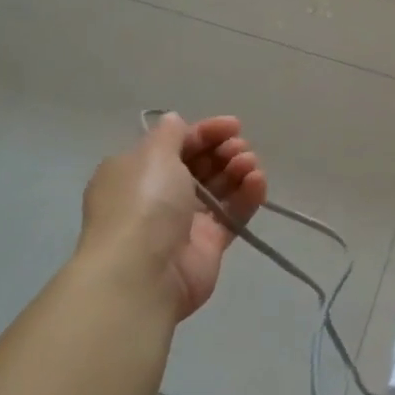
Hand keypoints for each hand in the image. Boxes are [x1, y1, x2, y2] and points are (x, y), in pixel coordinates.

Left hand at [75, 114, 266, 320]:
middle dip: (223, 151)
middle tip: (239, 148)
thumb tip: (177, 122)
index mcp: (137, 172)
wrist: (143, 273)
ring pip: (219, 189)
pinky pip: (233, 214)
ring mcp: (185, 222)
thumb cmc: (143, 203)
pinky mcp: (209, 245)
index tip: (232, 126)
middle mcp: (158, 196)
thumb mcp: (153, 155)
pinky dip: (248, 196)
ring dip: (238, 170)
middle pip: (200, 165)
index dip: (205, 132)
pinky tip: (258, 182)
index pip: (176, 144)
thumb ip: (170, 135)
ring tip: (250, 165)